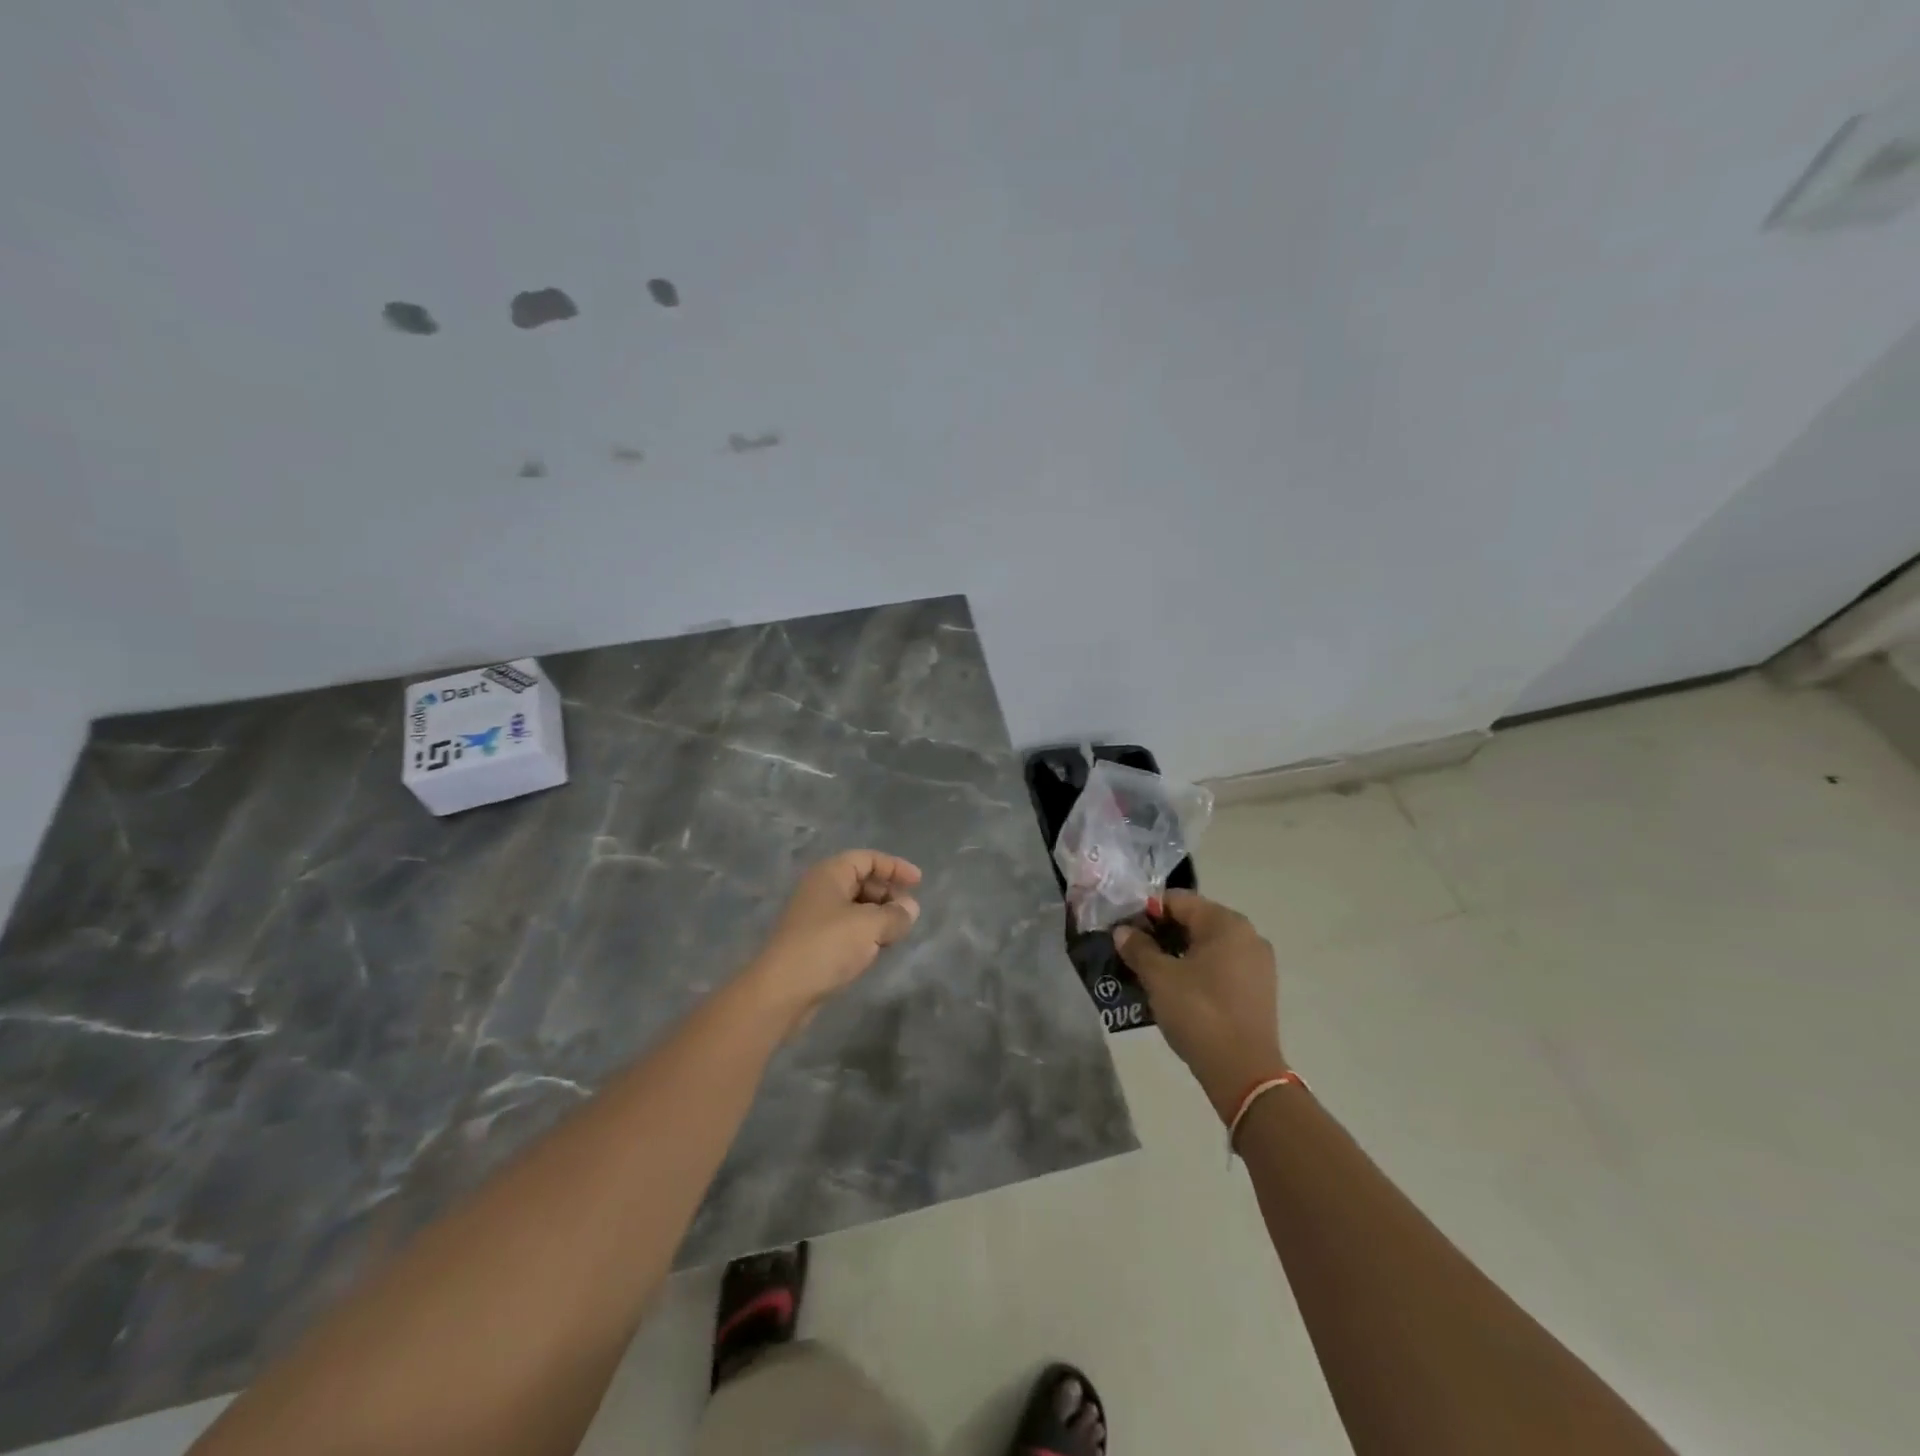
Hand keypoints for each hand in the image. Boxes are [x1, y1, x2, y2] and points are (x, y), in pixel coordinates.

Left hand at [745, 850, 922, 1031]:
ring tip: (897, 932)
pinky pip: (846, 928)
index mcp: (830, 874)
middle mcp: (820, 889)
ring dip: (878, 915)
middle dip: (888, 893)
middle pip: (861, 880)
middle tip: (909, 911)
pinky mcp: (813, 943)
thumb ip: (896, 914)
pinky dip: (865, 933)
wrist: (780, 991)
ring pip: (854, 907)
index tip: (919, 883)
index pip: (868, 858)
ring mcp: (814, 917)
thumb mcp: (870, 926)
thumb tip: (911, 908)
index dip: (895, 867)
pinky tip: (877, 949)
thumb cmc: (827, 946)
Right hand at [1113, 890, 1284, 1122]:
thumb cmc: (1199, 1013)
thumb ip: (1138, 948)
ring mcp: (1257, 963)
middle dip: (1161, 933)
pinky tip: (1175, 989)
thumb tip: (1123, 931)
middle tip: (1131, 950)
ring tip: (1148, 971)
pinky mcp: (1258, 988)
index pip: (1178, 900)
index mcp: (1225, 923)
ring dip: (1176, 953)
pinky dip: (1196, 969)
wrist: (1244, 1073)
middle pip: (1194, 921)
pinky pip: (1220, 966)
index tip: (1123, 929)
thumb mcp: (1159, 977)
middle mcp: (1247, 934)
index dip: (1146, 911)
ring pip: (1206, 945)